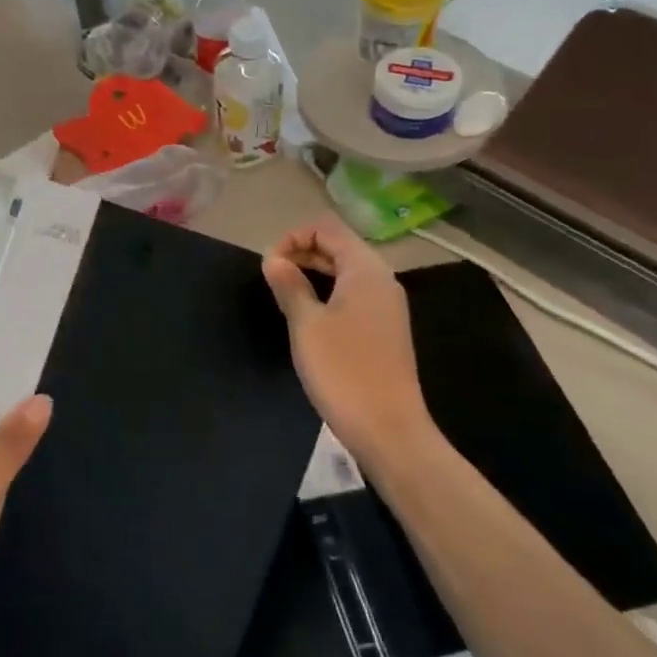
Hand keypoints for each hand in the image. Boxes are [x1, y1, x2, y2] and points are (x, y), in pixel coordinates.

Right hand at [262, 215, 427, 464]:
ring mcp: (387, 306)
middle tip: (271, 276)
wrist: (388, 428)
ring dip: (314, 273)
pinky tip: (308, 315)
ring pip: (346, 272)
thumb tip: (274, 258)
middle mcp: (382, 280)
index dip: (293, 236)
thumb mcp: (306, 324)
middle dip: (302, 252)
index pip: (327, 228)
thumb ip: (289, 286)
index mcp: (365, 270)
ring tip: (284, 293)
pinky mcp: (385, 329)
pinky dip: (328, 293)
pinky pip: (354, 294)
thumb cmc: (343, 370)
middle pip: (339, 246)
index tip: (269, 264)